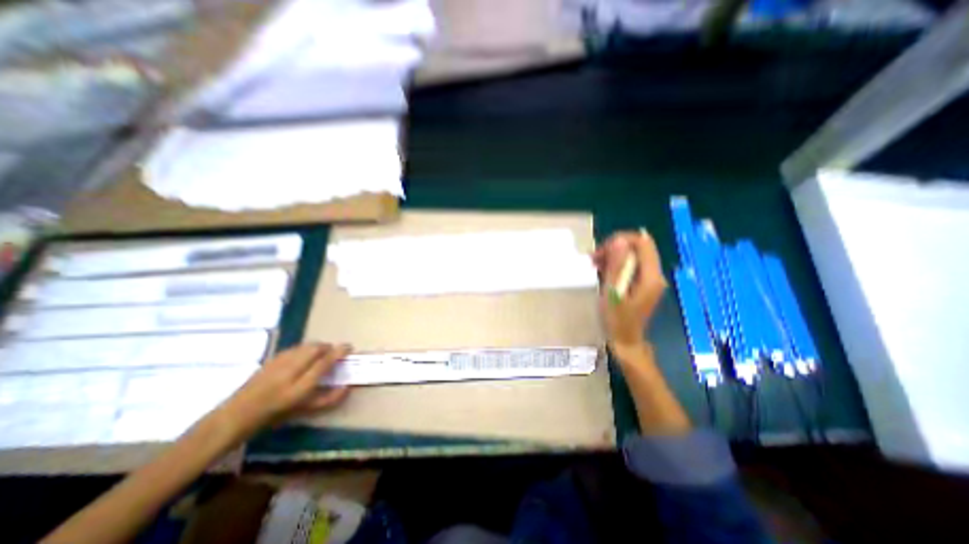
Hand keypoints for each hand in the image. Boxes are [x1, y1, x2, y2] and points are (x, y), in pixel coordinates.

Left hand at [218, 346, 352, 439]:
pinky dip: (305, 348)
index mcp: (300, 387)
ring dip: (318, 346)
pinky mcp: (272, 358)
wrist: (236, 415)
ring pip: (306, 345)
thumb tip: (347, 387)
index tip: (349, 347)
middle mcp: (291, 371)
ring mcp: (279, 363)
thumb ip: (328, 398)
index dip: (339, 352)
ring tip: (321, 353)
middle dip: (329, 347)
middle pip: (316, 348)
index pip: (325, 361)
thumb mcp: (304, 410)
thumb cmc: (274, 416)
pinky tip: (304, 355)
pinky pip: (296, 347)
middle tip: (335, 352)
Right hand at [591, 231, 666, 359]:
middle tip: (594, 259)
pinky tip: (602, 271)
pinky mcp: (642, 284)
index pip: (643, 243)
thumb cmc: (617, 320)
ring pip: (632, 256)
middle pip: (637, 248)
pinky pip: (630, 266)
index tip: (602, 250)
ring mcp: (649, 280)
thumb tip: (619, 241)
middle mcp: (654, 275)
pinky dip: (616, 265)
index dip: (622, 240)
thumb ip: (617, 266)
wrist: (625, 342)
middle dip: (614, 248)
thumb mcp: (613, 292)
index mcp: (650, 276)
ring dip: (613, 256)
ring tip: (594, 264)